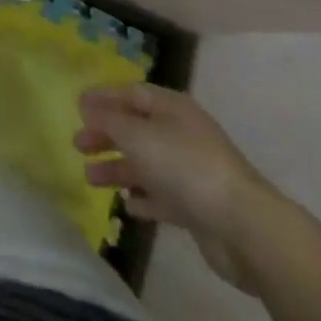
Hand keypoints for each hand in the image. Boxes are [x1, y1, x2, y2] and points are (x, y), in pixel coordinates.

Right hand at [75, 83, 284, 292]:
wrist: (243, 226)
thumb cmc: (185, 166)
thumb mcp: (138, 135)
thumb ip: (108, 119)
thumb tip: (87, 105)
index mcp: (171, 108)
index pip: (131, 93)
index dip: (103, 97)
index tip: (76, 106)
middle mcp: (181, 133)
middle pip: (136, 128)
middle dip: (105, 135)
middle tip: (77, 144)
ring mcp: (190, 171)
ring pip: (145, 163)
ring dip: (118, 168)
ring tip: (89, 178)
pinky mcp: (197, 207)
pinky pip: (162, 196)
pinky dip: (143, 198)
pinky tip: (126, 205)